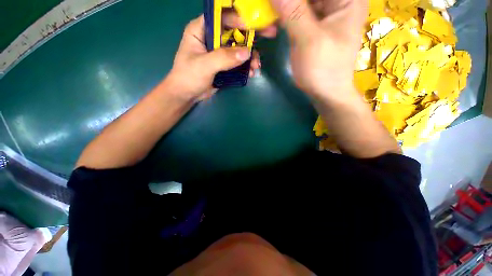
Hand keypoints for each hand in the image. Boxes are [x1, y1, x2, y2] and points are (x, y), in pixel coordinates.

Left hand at [167, 15, 261, 101]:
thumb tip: (247, 52)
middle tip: (266, 41)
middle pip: (234, 32)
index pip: (222, 17)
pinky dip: (246, 67)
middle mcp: (212, 38)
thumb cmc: (188, 77)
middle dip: (249, 40)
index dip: (239, 18)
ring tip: (255, 67)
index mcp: (202, 30)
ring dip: (249, 57)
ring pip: (239, 49)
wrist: (187, 95)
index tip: (255, 24)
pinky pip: (238, 62)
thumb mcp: (204, 66)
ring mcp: (219, 52)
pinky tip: (251, 73)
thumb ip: (224, 58)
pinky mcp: (224, 65)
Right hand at [270, 0, 365, 97]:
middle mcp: (336, 0)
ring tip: (267, 17)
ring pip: (298, 1)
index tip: (275, 3)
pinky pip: (295, 10)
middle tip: (267, 8)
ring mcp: (323, 11)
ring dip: (281, 7)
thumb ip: (294, 12)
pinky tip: (271, 23)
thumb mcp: (310, 40)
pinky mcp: (311, 23)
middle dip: (285, 2)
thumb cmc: (324, 69)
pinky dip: (282, 14)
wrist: (325, 91)